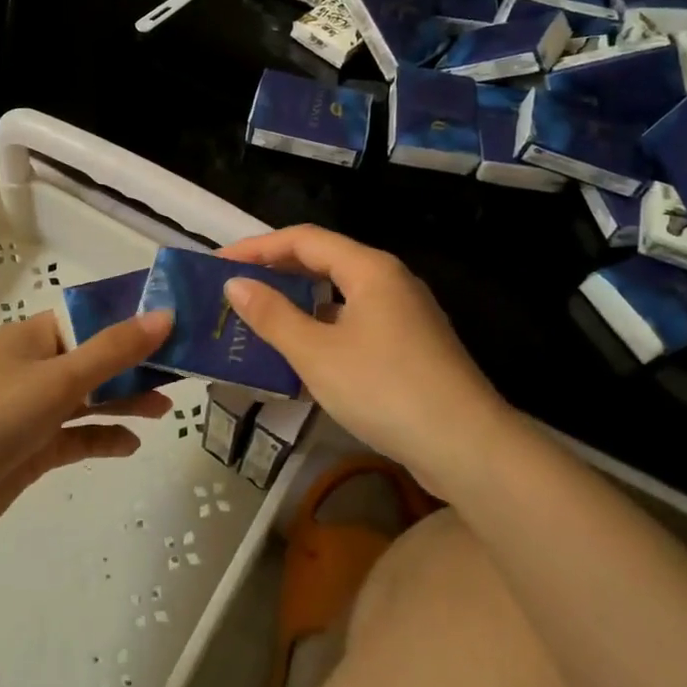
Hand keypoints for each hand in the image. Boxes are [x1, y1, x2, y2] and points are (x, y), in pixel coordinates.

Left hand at [0, 309, 173, 557]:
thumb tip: (166, 315)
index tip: (179, 324)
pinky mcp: (33, 449)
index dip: (134, 319)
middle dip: (138, 364)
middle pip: (98, 358)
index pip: (94, 317)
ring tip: (167, 409)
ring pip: (91, 398)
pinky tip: (132, 446)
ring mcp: (34, 410)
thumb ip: (114, 350)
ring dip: (126, 401)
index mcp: (36, 337)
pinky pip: (78, 437)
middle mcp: (37, 367)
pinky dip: (104, 438)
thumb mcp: (58, 379)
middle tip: (185, 369)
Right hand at [217, 226, 503, 491]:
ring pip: (339, 295)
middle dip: (276, 272)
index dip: (257, 247)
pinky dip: (322, 329)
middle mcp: (389, 280)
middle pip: (323, 261)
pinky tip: (301, 355)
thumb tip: (235, 284)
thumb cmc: (385, 389)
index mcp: (369, 268)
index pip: (304, 239)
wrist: (468, 447)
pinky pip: (355, 322)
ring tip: (258, 320)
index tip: (218, 263)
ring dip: (298, 304)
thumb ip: (273, 315)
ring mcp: (404, 314)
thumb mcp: (317, 353)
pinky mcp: (411, 346)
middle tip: (234, 289)